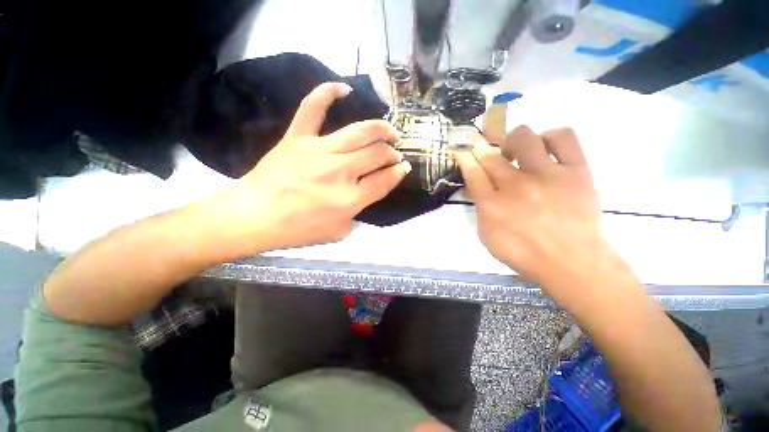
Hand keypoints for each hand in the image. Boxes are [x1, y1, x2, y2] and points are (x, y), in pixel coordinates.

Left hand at [212, 82, 410, 252]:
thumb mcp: (338, 232)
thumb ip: (356, 212)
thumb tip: (364, 192)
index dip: (398, 173)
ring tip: (389, 130)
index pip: (384, 180)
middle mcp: (341, 171)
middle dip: (392, 153)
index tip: (403, 167)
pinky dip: (327, 93)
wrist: (254, 216)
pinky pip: (313, 108)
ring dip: (381, 128)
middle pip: (377, 154)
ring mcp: (319, 151)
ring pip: (359, 131)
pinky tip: (344, 88)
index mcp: (350, 199)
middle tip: (394, 154)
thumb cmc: (298, 230)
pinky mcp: (298, 138)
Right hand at [455, 126, 609, 303]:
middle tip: (483, 147)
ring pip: (524, 137)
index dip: (465, 156)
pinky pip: (562, 137)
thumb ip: (480, 208)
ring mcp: (547, 176)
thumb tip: (476, 187)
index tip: (462, 148)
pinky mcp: (576, 171)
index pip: (472, 172)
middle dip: (480, 147)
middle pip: (491, 155)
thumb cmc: (523, 252)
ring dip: (513, 141)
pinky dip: (549, 137)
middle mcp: (516, 187)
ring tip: (517, 153)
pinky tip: (544, 149)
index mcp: (492, 206)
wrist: (570, 262)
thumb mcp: (487, 235)